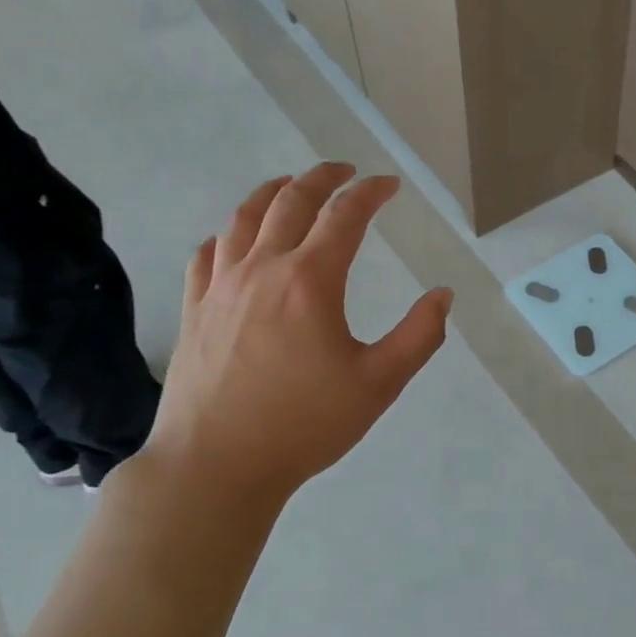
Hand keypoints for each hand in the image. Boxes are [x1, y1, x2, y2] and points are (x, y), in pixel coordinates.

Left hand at [143, 164, 451, 509]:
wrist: (216, 465)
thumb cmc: (306, 424)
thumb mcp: (380, 383)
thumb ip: (420, 335)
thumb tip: (442, 295)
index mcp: (310, 281)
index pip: (344, 216)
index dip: (370, 193)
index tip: (389, 185)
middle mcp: (262, 269)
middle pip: (290, 201)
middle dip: (322, 178)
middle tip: (345, 171)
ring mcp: (220, 287)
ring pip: (243, 218)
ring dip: (273, 192)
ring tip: (291, 186)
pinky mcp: (193, 310)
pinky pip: (208, 253)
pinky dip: (230, 233)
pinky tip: (237, 240)